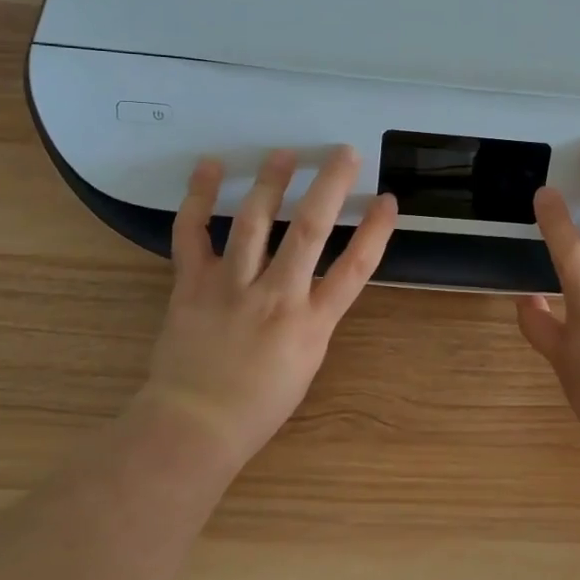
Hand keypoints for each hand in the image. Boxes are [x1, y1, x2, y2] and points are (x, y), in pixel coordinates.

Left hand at [142, 146, 397, 468]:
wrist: (193, 426)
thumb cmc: (258, 404)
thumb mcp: (307, 362)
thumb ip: (315, 315)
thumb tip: (317, 278)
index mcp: (311, 323)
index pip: (354, 268)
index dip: (375, 231)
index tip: (387, 200)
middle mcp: (276, 297)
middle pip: (309, 231)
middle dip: (329, 186)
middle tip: (343, 152)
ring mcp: (231, 287)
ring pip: (253, 222)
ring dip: (271, 182)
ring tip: (285, 153)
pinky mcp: (192, 284)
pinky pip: (192, 233)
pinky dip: (198, 197)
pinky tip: (208, 166)